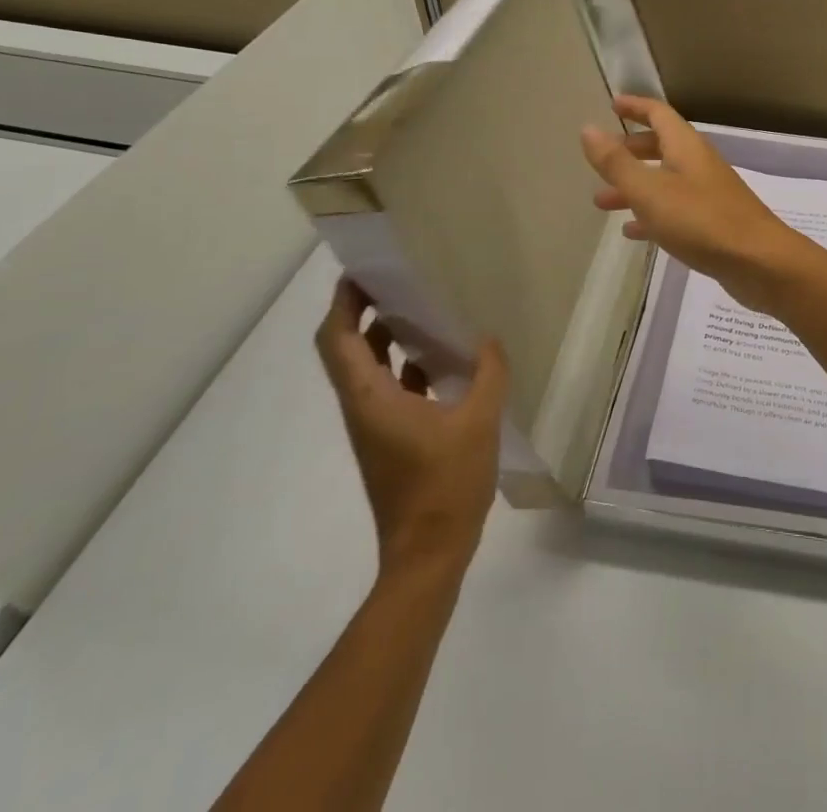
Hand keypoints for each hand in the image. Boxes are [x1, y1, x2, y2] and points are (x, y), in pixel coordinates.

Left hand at [314, 278, 507, 581]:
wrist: (428, 555)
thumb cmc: (446, 485)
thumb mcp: (479, 422)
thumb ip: (487, 373)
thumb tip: (488, 338)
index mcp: (371, 398)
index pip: (338, 339)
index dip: (343, 302)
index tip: (363, 270)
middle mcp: (362, 408)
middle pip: (345, 350)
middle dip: (361, 311)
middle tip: (394, 280)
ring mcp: (374, 426)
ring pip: (366, 369)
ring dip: (383, 337)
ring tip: (419, 308)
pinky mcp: (389, 440)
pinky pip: (388, 388)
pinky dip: (403, 365)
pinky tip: (440, 359)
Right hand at [580, 96, 807, 313]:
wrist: (759, 262)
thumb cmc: (701, 220)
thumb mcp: (650, 191)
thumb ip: (617, 162)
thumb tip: (588, 128)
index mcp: (685, 147)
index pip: (659, 114)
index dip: (635, 106)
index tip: (612, 105)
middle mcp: (698, 164)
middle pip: (662, 146)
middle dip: (630, 150)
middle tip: (602, 160)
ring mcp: (708, 194)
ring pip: (664, 181)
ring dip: (634, 187)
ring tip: (601, 202)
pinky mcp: (712, 223)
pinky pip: (674, 210)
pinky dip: (651, 215)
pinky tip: (632, 232)